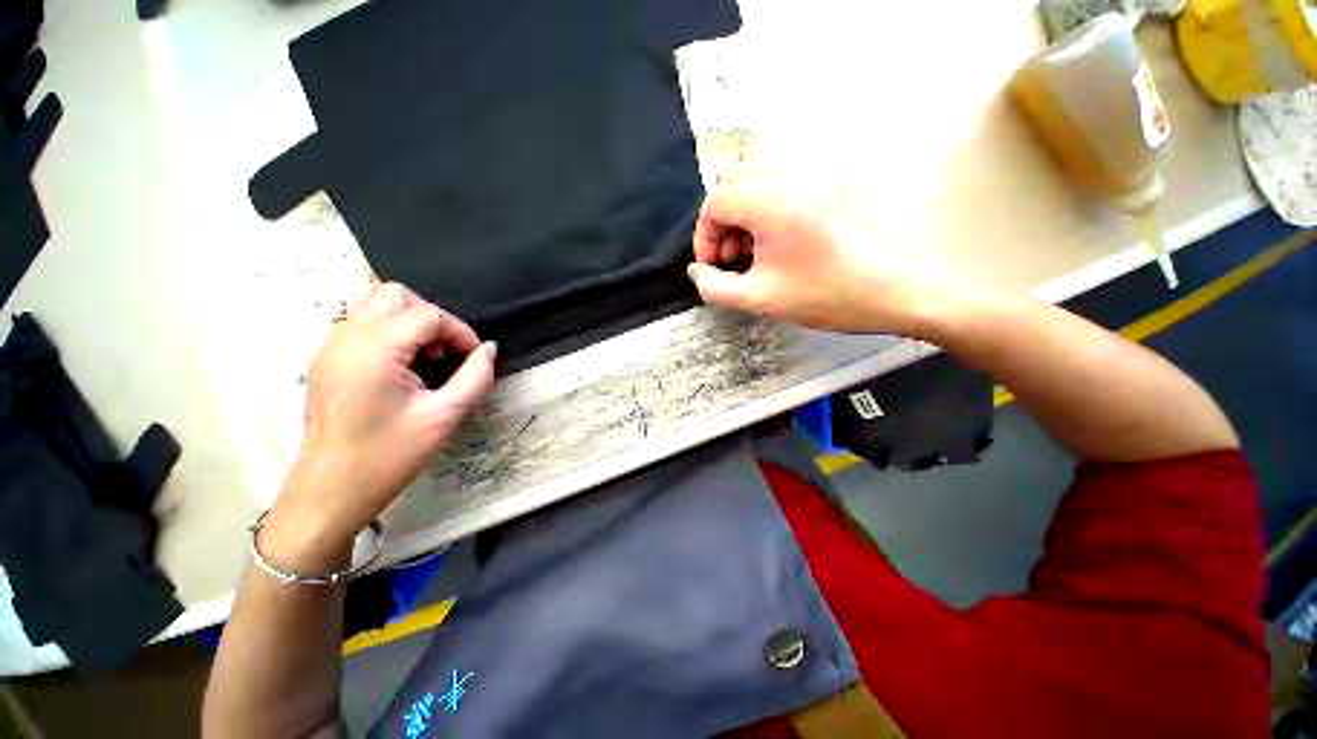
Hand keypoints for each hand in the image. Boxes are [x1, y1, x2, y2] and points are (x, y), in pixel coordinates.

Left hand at [261, 283, 496, 572]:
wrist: (330, 490)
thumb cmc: (389, 455)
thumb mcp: (444, 416)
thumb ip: (475, 377)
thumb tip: (488, 349)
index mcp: (375, 349)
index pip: (428, 315)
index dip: (460, 332)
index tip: (475, 358)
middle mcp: (347, 337)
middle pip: (396, 296)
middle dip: (432, 318)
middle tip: (447, 353)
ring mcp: (330, 346)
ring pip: (376, 306)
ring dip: (410, 323)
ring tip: (426, 359)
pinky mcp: (325, 360)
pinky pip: (362, 325)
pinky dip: (390, 333)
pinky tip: (402, 368)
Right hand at [686, 167, 957, 334]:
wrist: (904, 288)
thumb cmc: (827, 295)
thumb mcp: (760, 298)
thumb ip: (715, 287)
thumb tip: (696, 271)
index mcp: (770, 199)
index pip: (714, 202)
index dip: (704, 238)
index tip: (713, 269)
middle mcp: (791, 175)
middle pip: (733, 184)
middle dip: (722, 224)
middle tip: (734, 260)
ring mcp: (816, 175)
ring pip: (759, 183)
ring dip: (745, 217)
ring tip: (756, 255)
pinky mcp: (834, 184)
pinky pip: (785, 188)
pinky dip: (769, 212)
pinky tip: (783, 244)